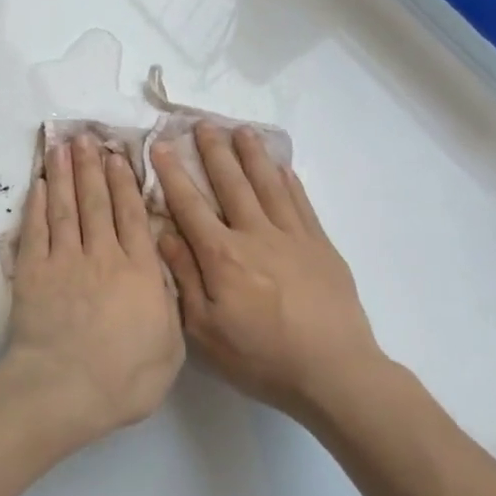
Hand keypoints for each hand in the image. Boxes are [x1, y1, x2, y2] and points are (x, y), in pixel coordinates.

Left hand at [5, 134, 184, 441]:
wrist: (65, 389)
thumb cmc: (125, 378)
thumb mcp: (170, 347)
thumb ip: (168, 304)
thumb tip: (164, 274)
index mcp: (139, 271)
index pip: (133, 215)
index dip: (126, 183)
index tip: (120, 156)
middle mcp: (103, 255)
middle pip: (97, 202)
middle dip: (92, 167)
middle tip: (86, 138)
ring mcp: (64, 261)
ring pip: (66, 207)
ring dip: (64, 174)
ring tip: (62, 147)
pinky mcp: (33, 272)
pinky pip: (36, 229)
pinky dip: (37, 204)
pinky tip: (39, 184)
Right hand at [153, 123, 389, 421]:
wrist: (334, 371)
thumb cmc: (260, 357)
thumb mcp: (205, 329)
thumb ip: (184, 277)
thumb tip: (163, 234)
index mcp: (221, 256)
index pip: (190, 206)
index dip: (173, 174)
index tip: (161, 146)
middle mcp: (255, 235)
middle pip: (231, 184)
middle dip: (214, 152)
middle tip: (203, 123)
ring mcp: (292, 237)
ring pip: (267, 185)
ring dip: (252, 155)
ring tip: (241, 130)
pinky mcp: (320, 246)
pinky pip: (301, 203)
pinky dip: (289, 181)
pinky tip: (281, 167)